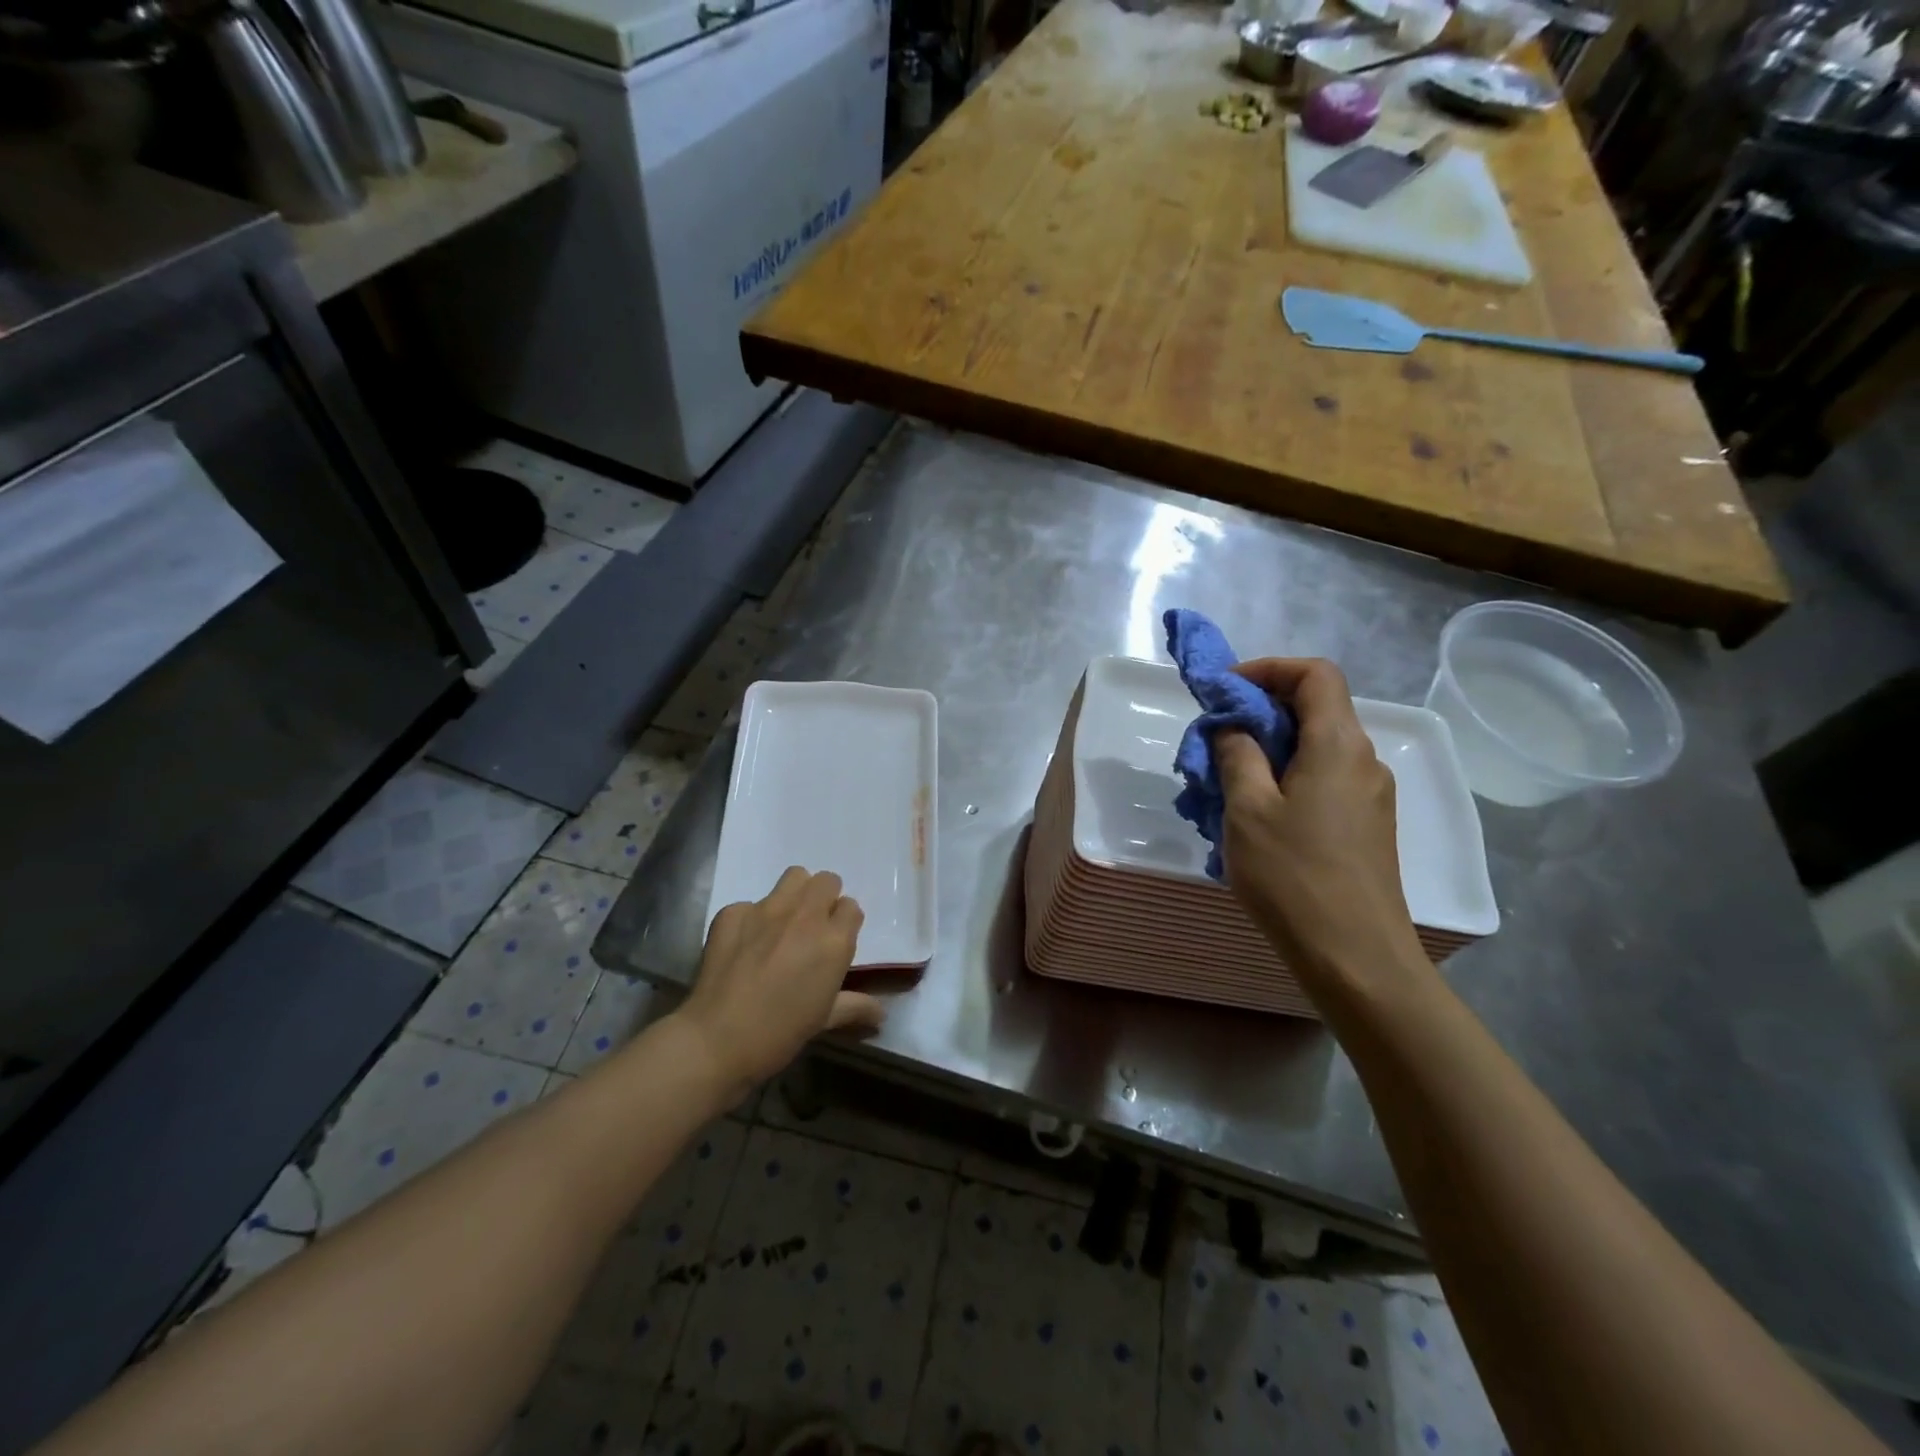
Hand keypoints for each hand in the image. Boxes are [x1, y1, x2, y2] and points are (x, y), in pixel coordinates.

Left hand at [678, 867, 883, 1090]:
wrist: (717, 1039)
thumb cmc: (779, 1034)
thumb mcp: (824, 1020)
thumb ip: (855, 1007)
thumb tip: (881, 1014)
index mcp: (834, 941)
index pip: (852, 907)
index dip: (844, 923)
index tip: (834, 942)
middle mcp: (805, 916)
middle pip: (827, 882)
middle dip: (824, 899)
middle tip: (812, 928)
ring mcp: (766, 909)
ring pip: (794, 877)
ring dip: (796, 894)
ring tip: (784, 923)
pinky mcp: (733, 912)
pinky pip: (751, 903)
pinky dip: (752, 919)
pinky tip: (744, 945)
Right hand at [1213, 658, 1427, 988]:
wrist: (1355, 956)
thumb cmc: (1294, 876)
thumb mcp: (1247, 810)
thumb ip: (1237, 755)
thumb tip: (1233, 726)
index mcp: (1338, 745)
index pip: (1315, 674)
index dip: (1268, 669)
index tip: (1224, 690)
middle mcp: (1363, 760)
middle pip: (1316, 709)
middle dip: (1260, 711)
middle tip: (1214, 738)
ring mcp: (1370, 795)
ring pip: (1316, 748)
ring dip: (1269, 748)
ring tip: (1226, 781)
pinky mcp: (1366, 825)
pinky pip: (1323, 780)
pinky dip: (1286, 778)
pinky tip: (1256, 815)